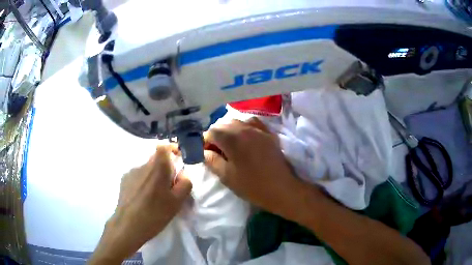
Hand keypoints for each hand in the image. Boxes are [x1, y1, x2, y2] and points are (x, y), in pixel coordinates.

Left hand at [89, 145, 191, 263]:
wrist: (128, 226)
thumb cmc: (155, 214)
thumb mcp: (177, 202)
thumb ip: (185, 184)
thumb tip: (183, 174)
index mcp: (157, 168)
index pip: (164, 146)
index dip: (172, 149)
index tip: (178, 160)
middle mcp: (142, 165)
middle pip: (156, 159)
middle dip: (165, 169)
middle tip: (169, 187)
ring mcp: (131, 172)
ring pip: (147, 168)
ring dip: (153, 177)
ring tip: (154, 196)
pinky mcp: (124, 180)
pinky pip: (138, 176)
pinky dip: (143, 182)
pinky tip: (143, 198)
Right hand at [204, 118, 305, 219]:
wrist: (282, 188)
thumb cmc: (252, 185)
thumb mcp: (226, 176)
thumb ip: (211, 161)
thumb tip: (204, 151)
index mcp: (232, 139)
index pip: (211, 132)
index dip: (205, 142)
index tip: (206, 153)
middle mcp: (244, 128)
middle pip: (223, 124)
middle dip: (216, 135)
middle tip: (216, 151)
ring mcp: (259, 129)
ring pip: (237, 122)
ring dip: (229, 131)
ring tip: (230, 145)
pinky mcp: (269, 133)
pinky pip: (253, 123)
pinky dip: (245, 127)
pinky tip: (245, 138)